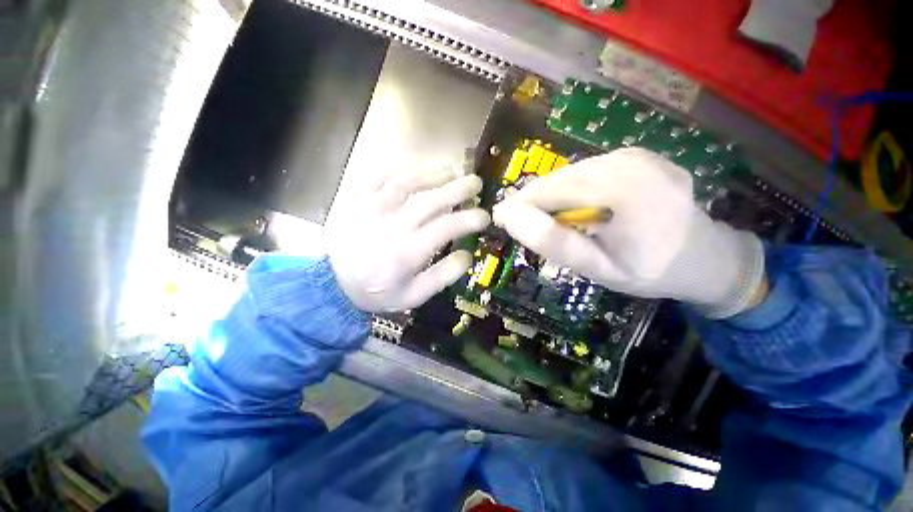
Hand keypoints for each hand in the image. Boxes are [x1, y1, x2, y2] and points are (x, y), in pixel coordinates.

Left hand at [330, 168, 489, 312]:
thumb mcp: (415, 296)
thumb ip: (443, 276)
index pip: (447, 227)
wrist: (335, 285)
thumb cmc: (379, 292)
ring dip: (434, 174)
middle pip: (431, 199)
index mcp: (409, 252)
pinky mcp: (359, 200)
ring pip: (407, 182)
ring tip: (452, 171)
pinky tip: (417, 169)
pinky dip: (402, 168)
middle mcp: (394, 225)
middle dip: (459, 188)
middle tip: (476, 183)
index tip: (484, 216)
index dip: (470, 218)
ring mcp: (374, 208)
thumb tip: (467, 254)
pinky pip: (381, 176)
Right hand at [493, 148, 765, 317]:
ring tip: (553, 220)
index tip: (501, 220)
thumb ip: (556, 243)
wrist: (706, 256)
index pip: (549, 191)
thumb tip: (512, 217)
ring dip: (553, 195)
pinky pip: (588, 170)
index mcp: (620, 191)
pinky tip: (581, 207)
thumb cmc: (651, 271)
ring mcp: (634, 155)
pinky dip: (573, 188)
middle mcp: (627, 162)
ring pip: (570, 173)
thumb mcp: (599, 269)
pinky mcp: (636, 155)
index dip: (519, 204)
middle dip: (533, 200)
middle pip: (558, 178)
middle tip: (522, 224)